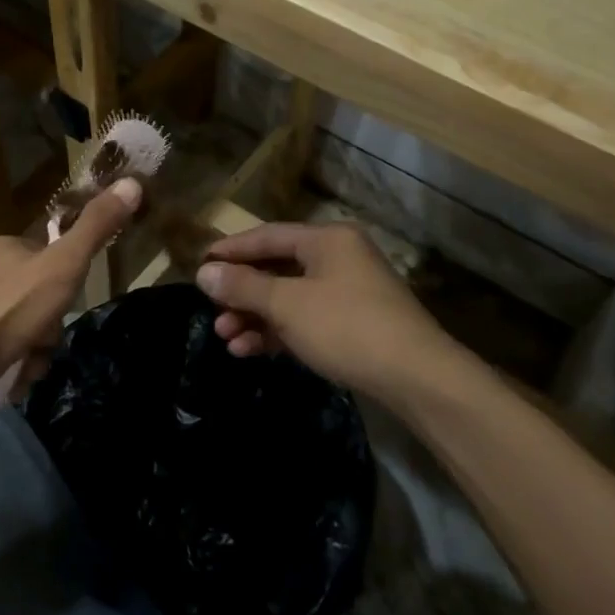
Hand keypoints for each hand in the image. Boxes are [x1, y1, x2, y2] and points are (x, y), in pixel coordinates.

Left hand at [0, 179, 142, 418]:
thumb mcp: (64, 266)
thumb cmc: (9, 311)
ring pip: (18, 328)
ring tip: (27, 366)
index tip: (67, 304)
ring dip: (32, 351)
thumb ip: (96, 228)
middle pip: (34, 298)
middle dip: (47, 326)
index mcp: (1, 247)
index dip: (64, 284)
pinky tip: (10, 378)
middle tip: (45, 343)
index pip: (46, 257)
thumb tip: (132, 182)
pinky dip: (10, 366)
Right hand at [197, 221, 469, 408]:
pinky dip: (277, 332)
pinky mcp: (351, 324)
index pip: (268, 236)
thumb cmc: (346, 327)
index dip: (230, 250)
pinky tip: (249, 350)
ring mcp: (346, 293)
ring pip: (288, 298)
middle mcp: (337, 259)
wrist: (416, 378)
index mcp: (327, 240)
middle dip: (241, 293)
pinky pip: (304, 320)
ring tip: (225, 338)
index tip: (198, 265)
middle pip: (277, 268)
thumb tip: (203, 272)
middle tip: (212, 312)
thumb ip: (244, 286)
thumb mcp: (288, 305)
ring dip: (255, 317)